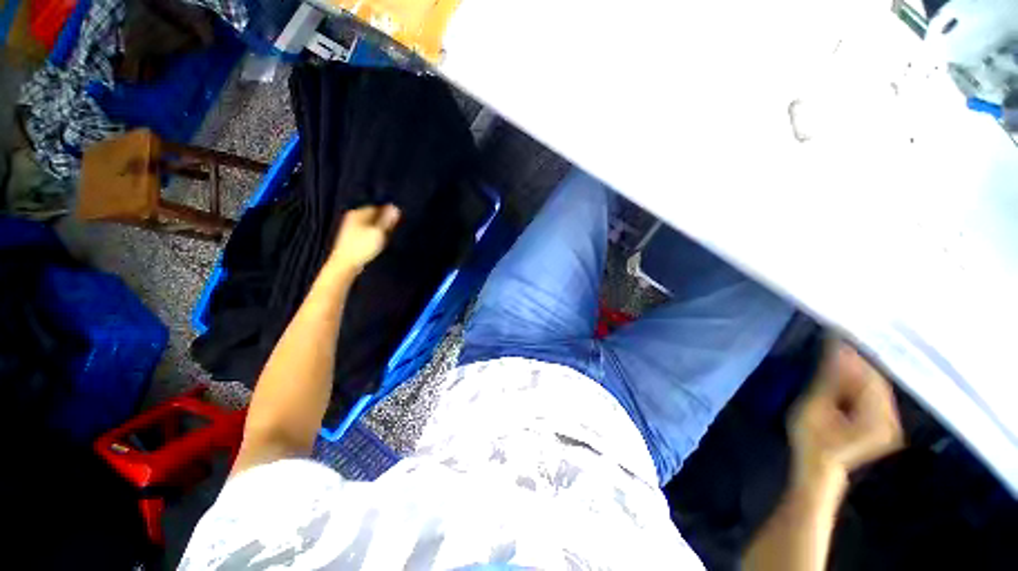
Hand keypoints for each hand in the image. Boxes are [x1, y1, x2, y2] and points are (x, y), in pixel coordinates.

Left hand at [328, 204, 399, 272]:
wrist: (345, 263)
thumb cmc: (362, 247)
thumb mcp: (379, 232)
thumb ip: (387, 220)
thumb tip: (396, 208)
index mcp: (359, 213)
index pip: (377, 206)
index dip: (388, 212)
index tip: (397, 221)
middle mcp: (354, 217)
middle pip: (374, 215)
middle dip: (384, 221)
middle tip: (392, 230)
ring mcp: (352, 227)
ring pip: (371, 223)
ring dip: (380, 229)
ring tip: (385, 237)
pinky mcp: (352, 237)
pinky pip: (367, 231)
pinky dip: (373, 234)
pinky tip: (377, 242)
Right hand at [789, 342, 903, 486]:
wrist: (819, 468)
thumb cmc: (811, 441)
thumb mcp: (814, 409)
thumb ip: (827, 381)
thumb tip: (835, 351)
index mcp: (878, 419)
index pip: (869, 378)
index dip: (852, 358)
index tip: (834, 340)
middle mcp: (891, 419)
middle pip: (875, 381)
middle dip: (854, 363)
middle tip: (832, 346)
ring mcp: (889, 422)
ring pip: (874, 387)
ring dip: (855, 371)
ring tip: (835, 357)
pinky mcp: (882, 423)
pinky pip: (873, 395)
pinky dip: (858, 382)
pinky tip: (843, 375)